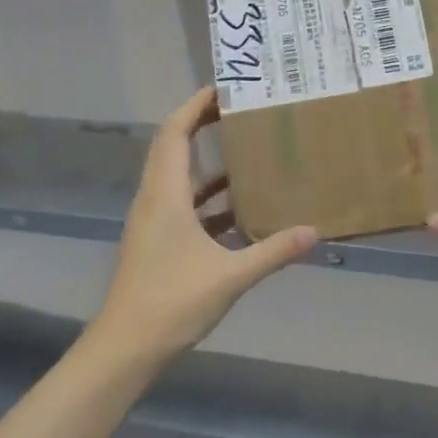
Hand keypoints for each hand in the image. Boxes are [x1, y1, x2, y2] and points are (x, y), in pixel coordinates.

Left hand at [90, 87, 315, 362]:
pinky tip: (238, 209)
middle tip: (238, 110)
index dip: (195, 106)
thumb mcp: (230, 276)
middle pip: (172, 147)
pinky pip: (183, 205)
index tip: (224, 88)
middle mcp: (155, 200)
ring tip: (245, 151)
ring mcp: (153, 223)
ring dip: (206, 162)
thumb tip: (313, 231)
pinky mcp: (157, 242)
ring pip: (178, 177)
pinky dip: (208, 198)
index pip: (175, 133)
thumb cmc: (172, 302)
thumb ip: (273, 251)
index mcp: (165, 196)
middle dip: (200, 123)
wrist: (125, 349)